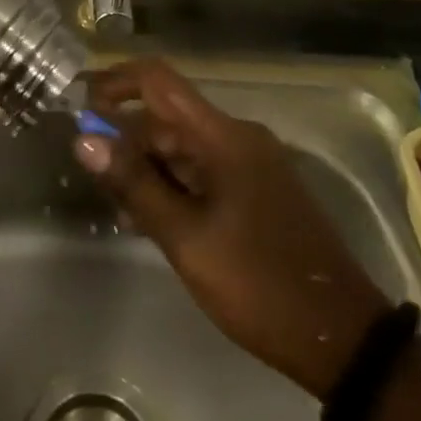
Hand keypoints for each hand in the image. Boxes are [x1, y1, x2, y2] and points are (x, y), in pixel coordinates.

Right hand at [73, 58, 390, 398]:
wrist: (343, 339)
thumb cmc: (260, 283)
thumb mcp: (187, 238)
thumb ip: (135, 185)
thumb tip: (84, 139)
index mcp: (224, 136)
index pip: (158, 81)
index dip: (114, 81)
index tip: (77, 99)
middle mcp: (237, 138)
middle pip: (168, 117)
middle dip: (125, 135)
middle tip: (88, 169)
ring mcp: (250, 165)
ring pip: (183, 148)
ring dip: (146, 165)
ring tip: (112, 199)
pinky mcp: (256, 192)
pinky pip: (202, 172)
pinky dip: (172, 185)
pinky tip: (147, 216)